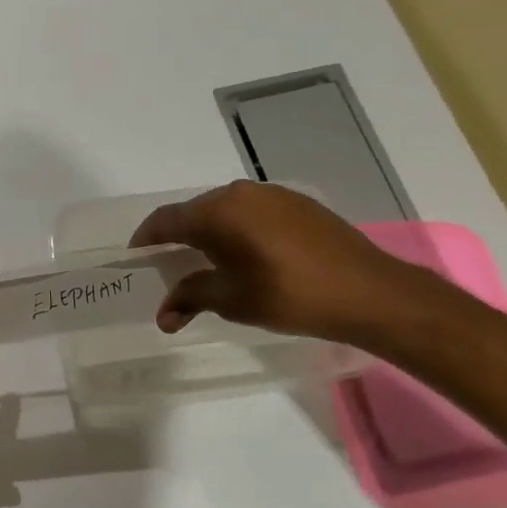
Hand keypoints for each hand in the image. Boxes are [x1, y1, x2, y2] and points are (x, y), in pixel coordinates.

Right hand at [128, 181, 425, 343]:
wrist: (370, 292)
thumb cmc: (289, 295)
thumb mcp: (232, 300)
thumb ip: (190, 297)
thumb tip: (163, 314)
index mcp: (217, 211)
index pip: (165, 220)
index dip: (146, 239)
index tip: (136, 259)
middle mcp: (240, 193)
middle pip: (194, 212)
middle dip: (178, 239)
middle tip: (170, 267)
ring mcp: (272, 194)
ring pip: (224, 211)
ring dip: (209, 234)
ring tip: (209, 264)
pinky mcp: (299, 204)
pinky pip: (252, 212)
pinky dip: (238, 231)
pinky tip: (248, 256)